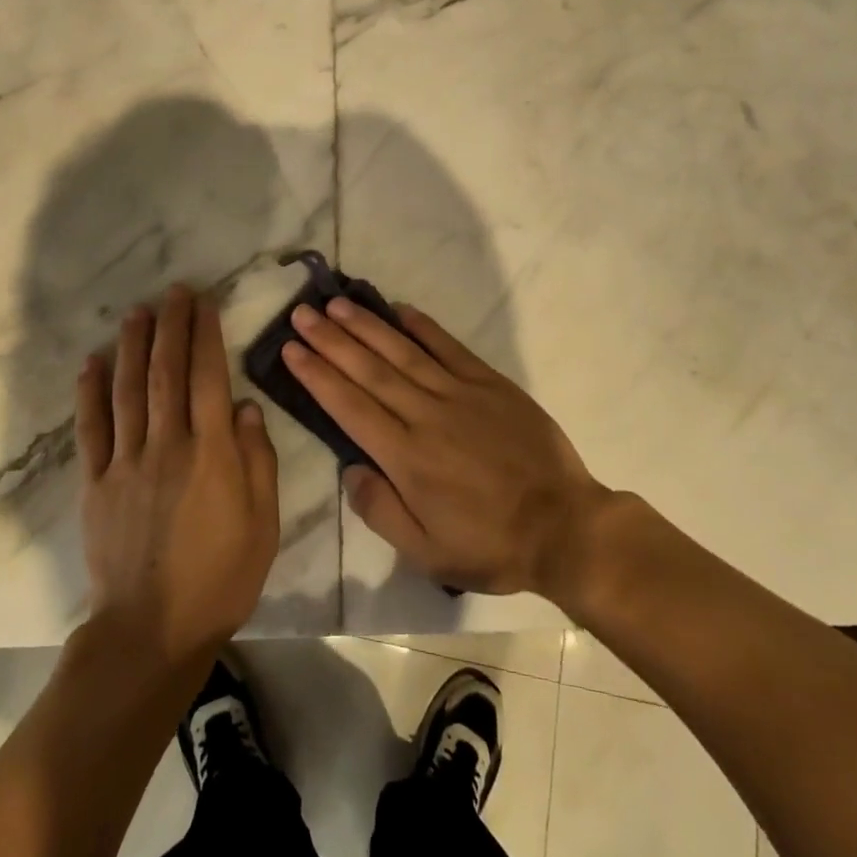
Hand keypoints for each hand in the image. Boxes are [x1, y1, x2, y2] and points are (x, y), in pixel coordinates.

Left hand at [76, 285, 279, 669]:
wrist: (153, 631)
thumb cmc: (220, 577)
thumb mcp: (263, 523)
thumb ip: (258, 460)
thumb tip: (246, 407)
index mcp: (211, 453)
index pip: (209, 377)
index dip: (206, 335)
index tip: (205, 303)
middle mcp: (167, 445)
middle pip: (166, 372)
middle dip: (170, 326)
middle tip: (173, 292)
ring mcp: (126, 462)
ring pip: (127, 390)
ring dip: (132, 346)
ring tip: (137, 312)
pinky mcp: (96, 484)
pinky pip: (91, 429)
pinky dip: (90, 393)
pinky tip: (91, 363)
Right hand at [283, 298, 611, 597]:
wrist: (565, 527)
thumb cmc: (491, 544)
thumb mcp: (427, 552)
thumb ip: (380, 511)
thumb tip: (350, 469)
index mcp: (406, 458)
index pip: (350, 407)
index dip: (318, 375)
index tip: (291, 350)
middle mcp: (426, 416)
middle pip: (369, 370)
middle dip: (330, 340)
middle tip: (301, 314)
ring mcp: (460, 394)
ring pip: (403, 352)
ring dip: (367, 326)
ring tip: (336, 304)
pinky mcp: (490, 383)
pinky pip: (450, 347)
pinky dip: (423, 327)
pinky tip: (399, 309)